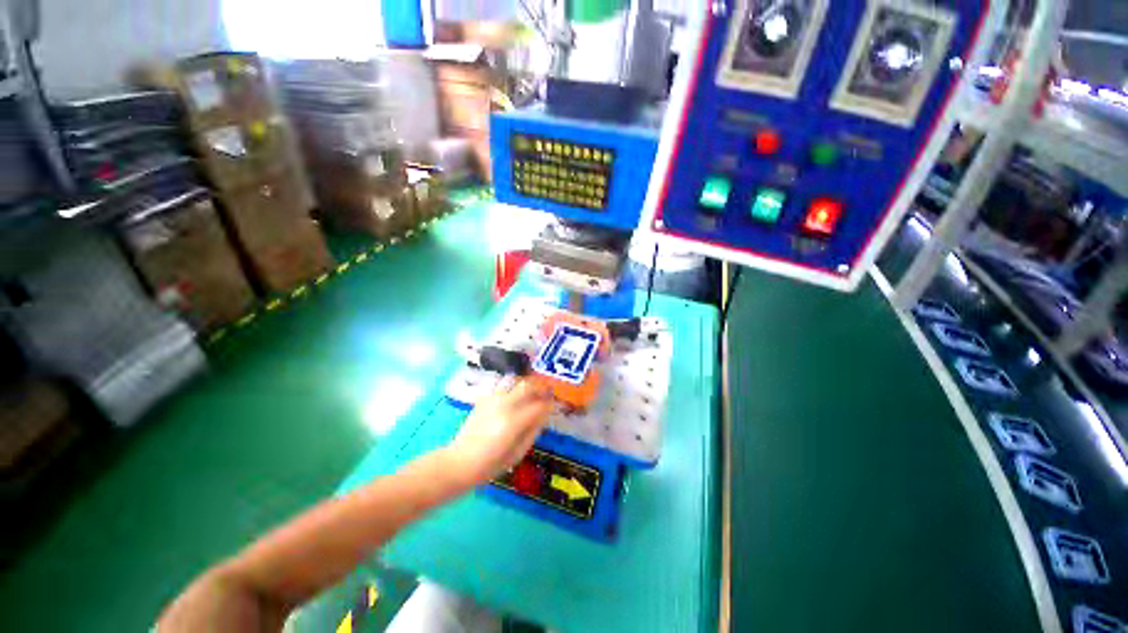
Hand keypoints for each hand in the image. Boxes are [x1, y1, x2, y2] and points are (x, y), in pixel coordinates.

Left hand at [444, 379, 554, 486]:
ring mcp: (492, 400)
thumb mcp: (518, 453)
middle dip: (540, 387)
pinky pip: (502, 388)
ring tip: (531, 394)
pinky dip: (512, 390)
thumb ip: (533, 431)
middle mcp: (504, 405)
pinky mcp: (483, 399)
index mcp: (514, 421)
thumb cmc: (490, 464)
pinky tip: (513, 400)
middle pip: (528, 385)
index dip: (550, 403)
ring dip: (526, 386)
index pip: (539, 404)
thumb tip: (544, 415)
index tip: (556, 404)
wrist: (459, 462)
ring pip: (515, 382)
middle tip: (546, 392)